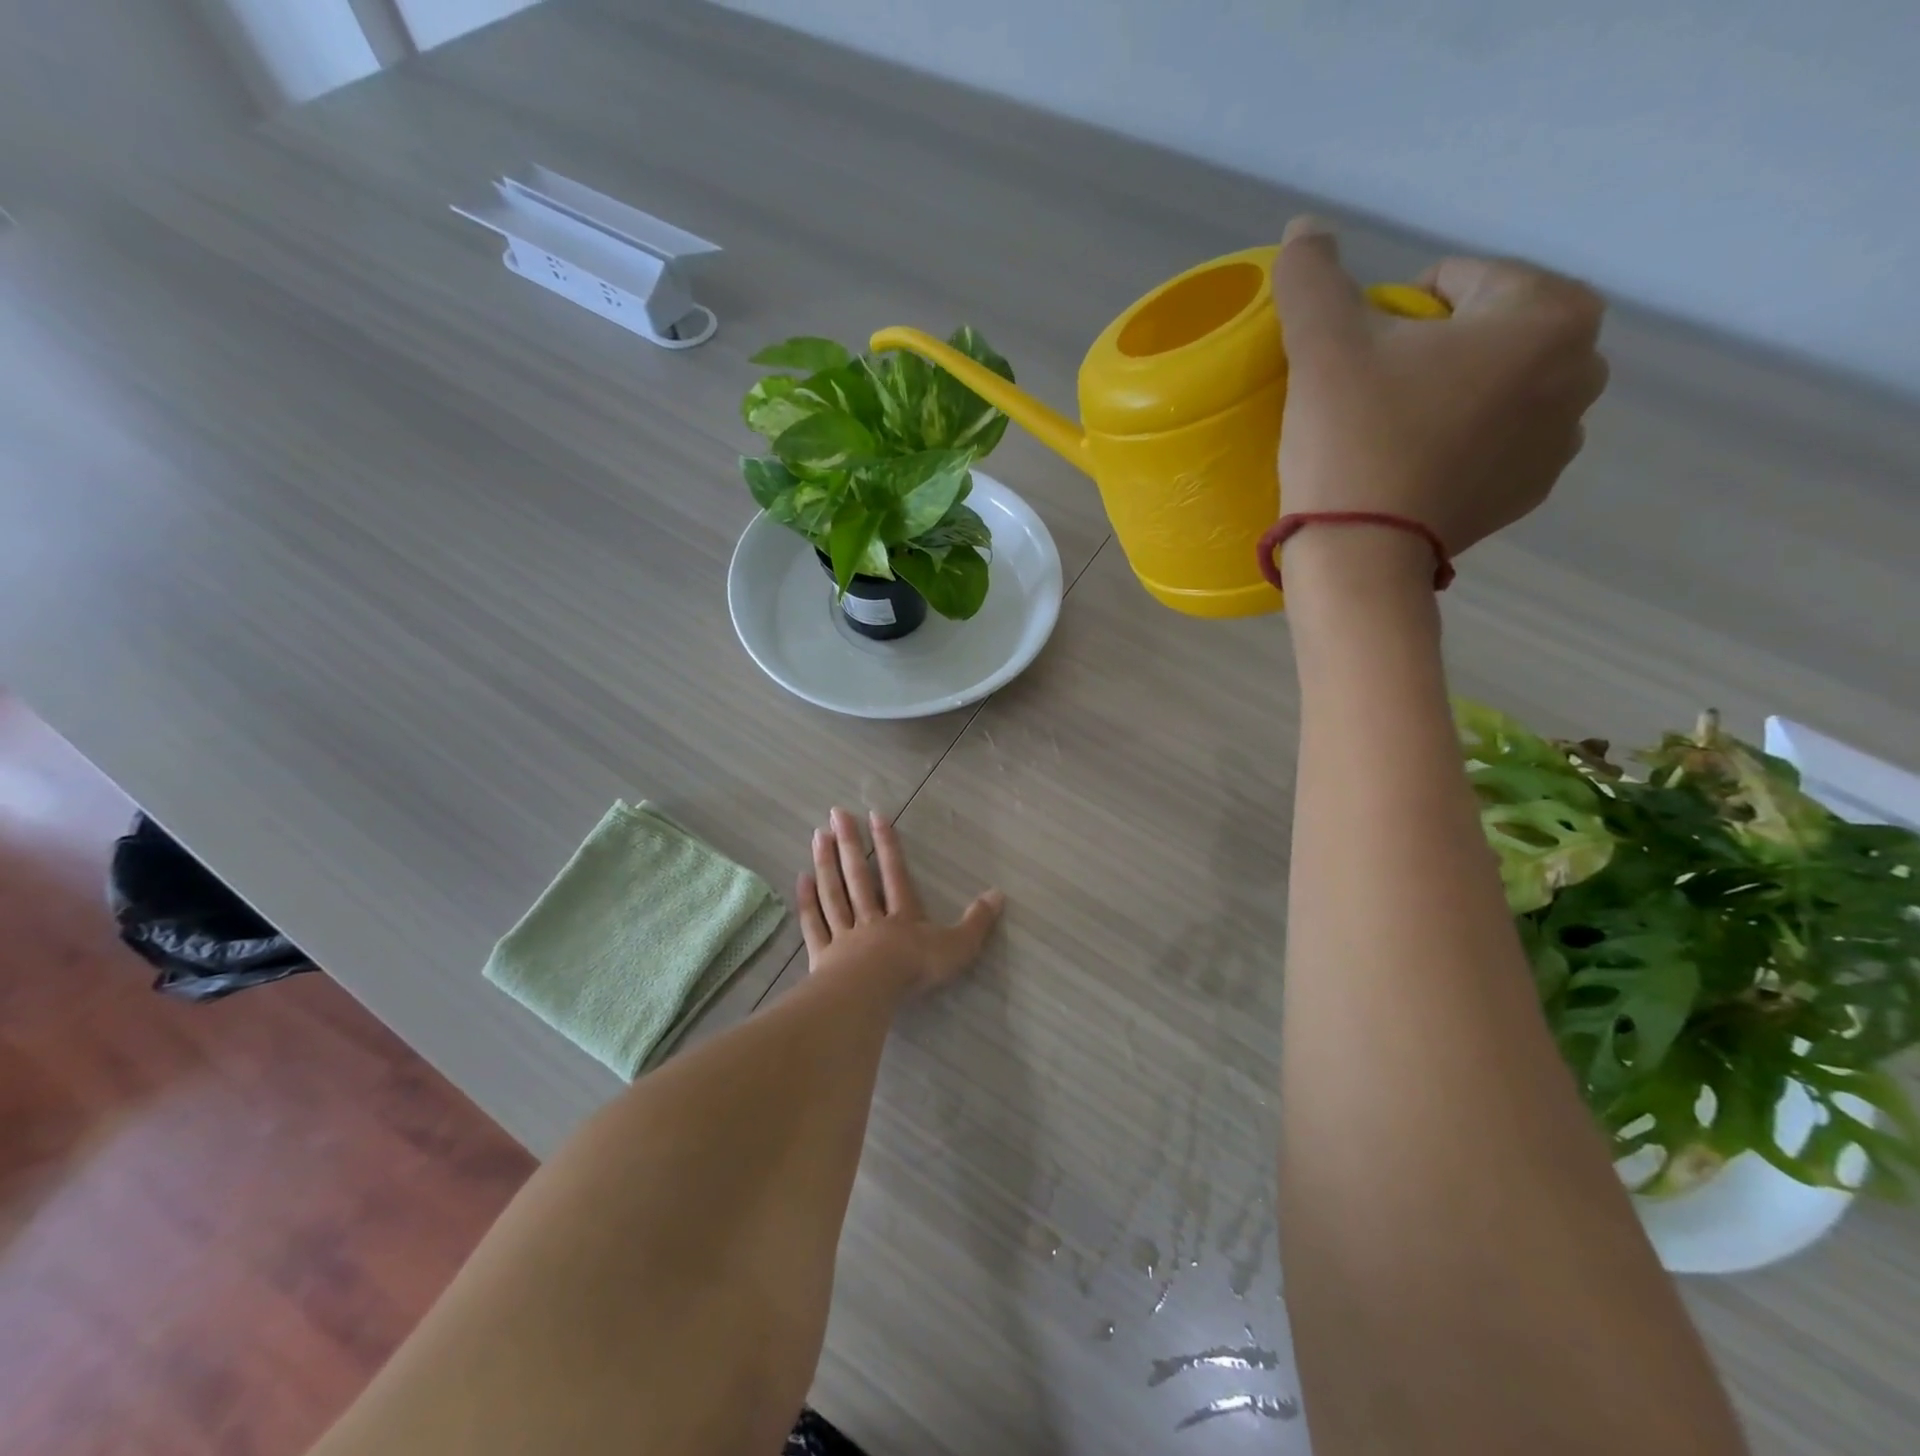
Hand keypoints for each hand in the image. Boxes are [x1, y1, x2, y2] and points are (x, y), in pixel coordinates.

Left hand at [798, 807, 1003, 994]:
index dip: (887, 844)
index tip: (875, 815)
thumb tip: (999, 894)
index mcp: (902, 915)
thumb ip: (977, 922)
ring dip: (826, 863)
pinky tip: (801, 880)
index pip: (895, 872)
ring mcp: (844, 935)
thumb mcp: (957, 946)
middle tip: (836, 813)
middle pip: (858, 875)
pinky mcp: (824, 956)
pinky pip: (815, 923)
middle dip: (849, 843)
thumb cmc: (915, 969)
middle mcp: (871, 917)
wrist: (873, 992)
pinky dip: (808, 902)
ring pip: (833, 893)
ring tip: (818, 835)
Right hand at [1273, 216, 1608, 560]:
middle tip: (1370, 397)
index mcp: (1550, 314)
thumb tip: (1303, 229)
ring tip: (1388, 436)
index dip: (1394, 312)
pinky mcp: (1530, 492)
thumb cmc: (1352, 440)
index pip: (1459, 280)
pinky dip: (1456, 442)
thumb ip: (1313, 276)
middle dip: (1430, 351)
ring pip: (1490, 388)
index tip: (1359, 360)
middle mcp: (1584, 370)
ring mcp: (1562, 440)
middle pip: (1483, 332)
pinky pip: (1492, 441)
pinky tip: (1410, 468)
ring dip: (1446, 395)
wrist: (1360, 556)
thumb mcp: (1322, 346)